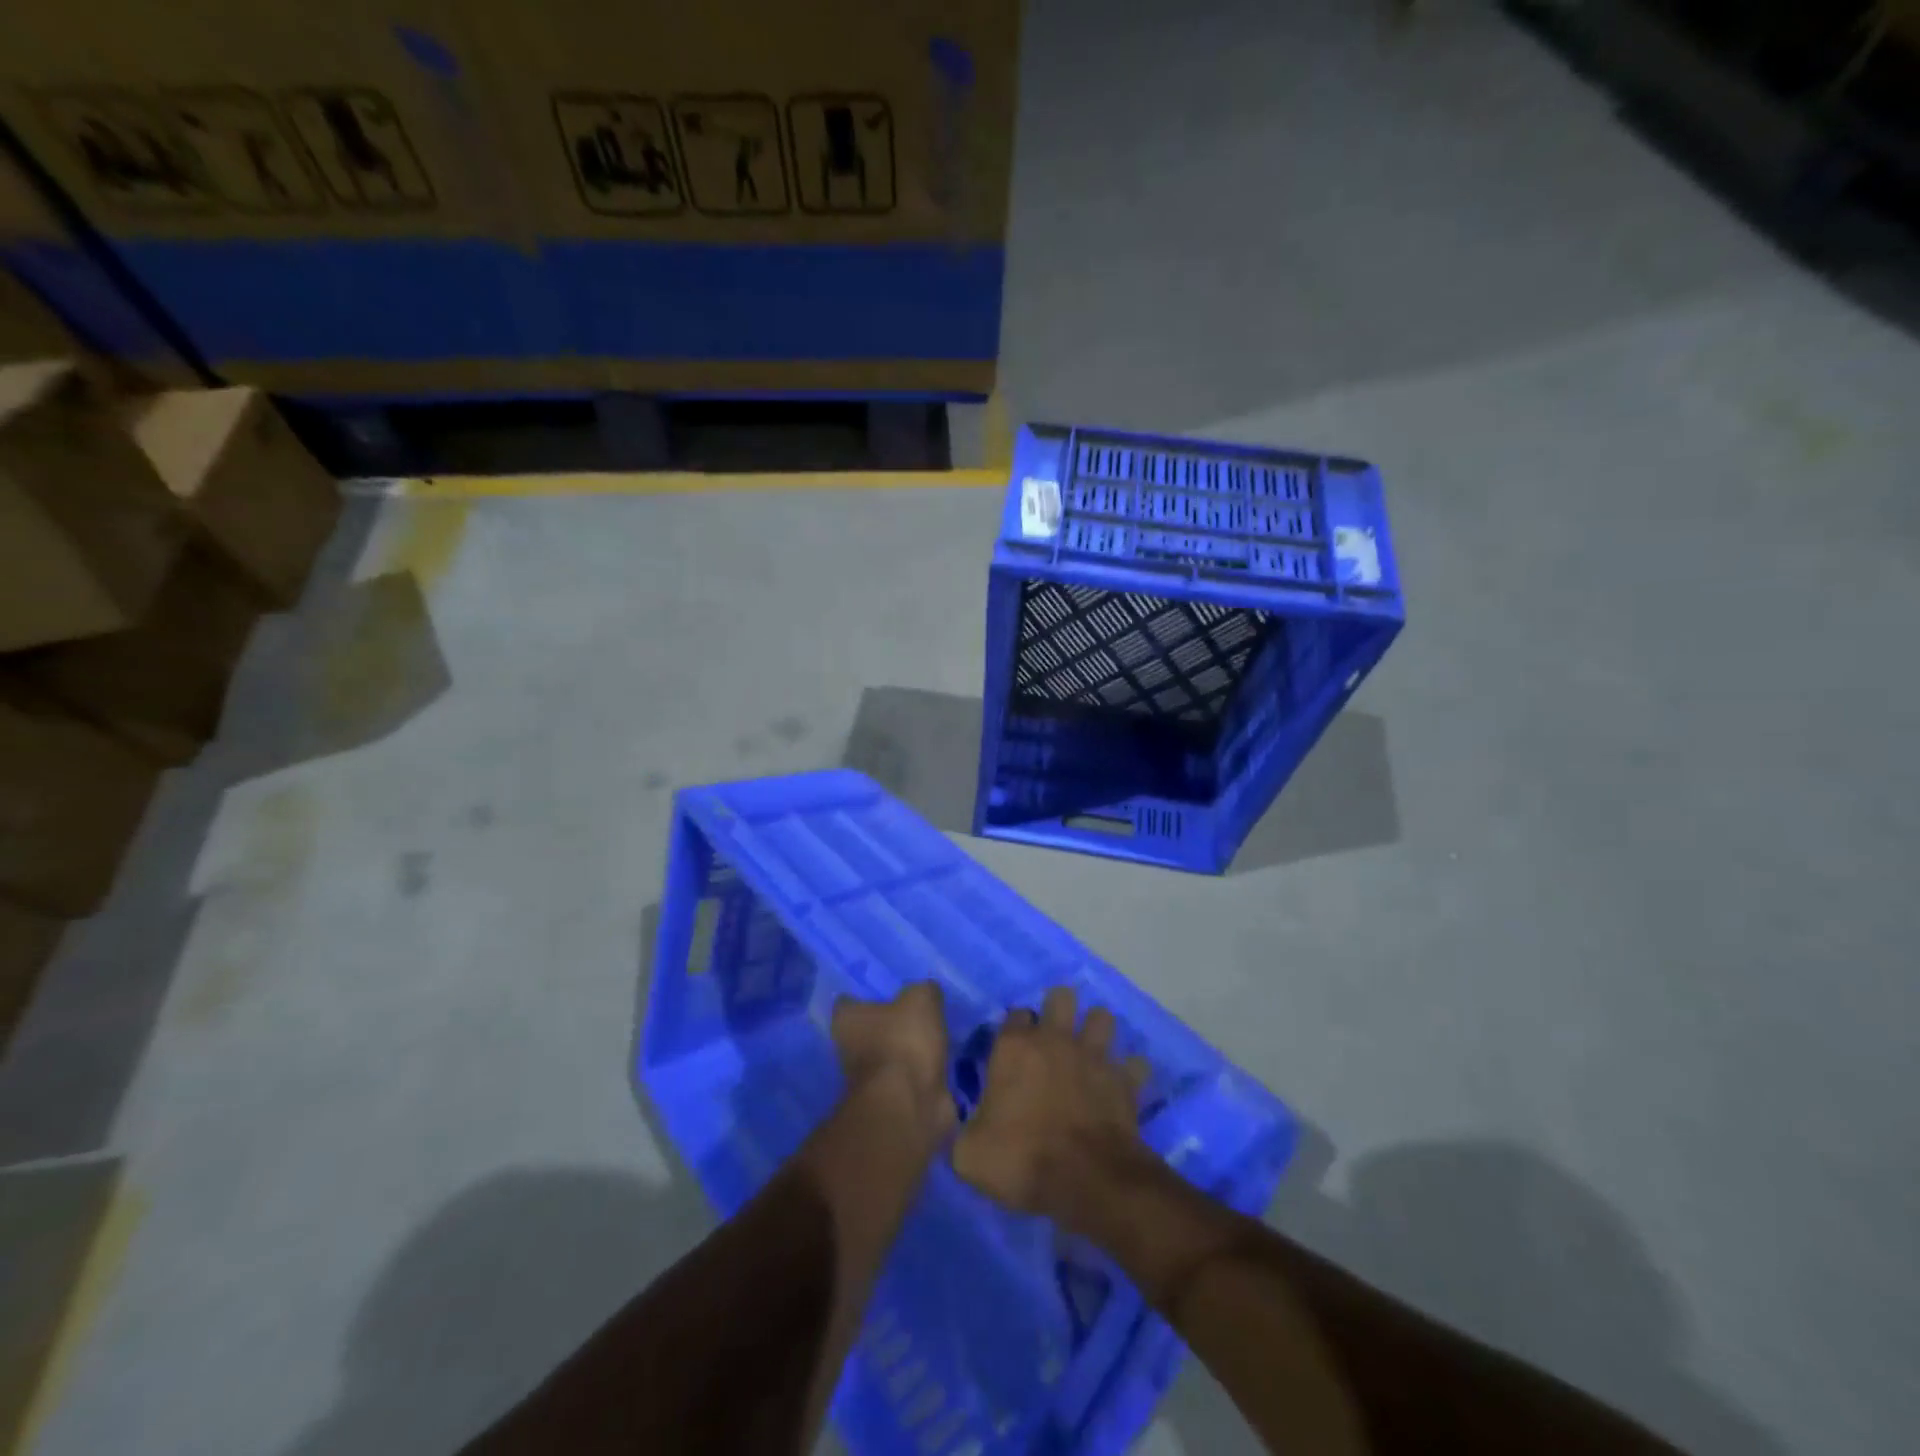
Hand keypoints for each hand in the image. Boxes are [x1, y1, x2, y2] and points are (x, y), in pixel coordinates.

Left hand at [831, 981, 954, 1139]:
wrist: (909, 1104)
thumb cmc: (904, 1041)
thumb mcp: (921, 999)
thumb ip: (923, 990)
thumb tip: (925, 993)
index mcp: (847, 1020)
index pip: (848, 1003)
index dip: (865, 997)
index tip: (886, 994)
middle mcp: (849, 1049)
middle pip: (867, 1031)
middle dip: (888, 1026)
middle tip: (915, 1015)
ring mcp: (868, 1080)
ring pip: (887, 1057)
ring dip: (905, 1052)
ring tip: (933, 1039)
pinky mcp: (890, 1102)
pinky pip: (906, 1081)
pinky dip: (919, 1075)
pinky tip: (939, 1065)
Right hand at [953, 986, 1150, 1232]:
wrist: (1086, 1180)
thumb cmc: (1021, 1159)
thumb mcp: (969, 1153)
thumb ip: (963, 1128)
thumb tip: (966, 1124)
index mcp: (1015, 1048)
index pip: (1015, 1015)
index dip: (1015, 1028)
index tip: (1014, 1050)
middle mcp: (1056, 1040)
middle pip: (1062, 997)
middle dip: (1060, 1010)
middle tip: (1054, 1037)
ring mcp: (1095, 1056)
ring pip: (1102, 1018)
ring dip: (1097, 1031)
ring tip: (1090, 1052)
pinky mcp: (1125, 1080)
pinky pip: (1135, 1063)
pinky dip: (1130, 1072)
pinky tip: (1122, 1085)